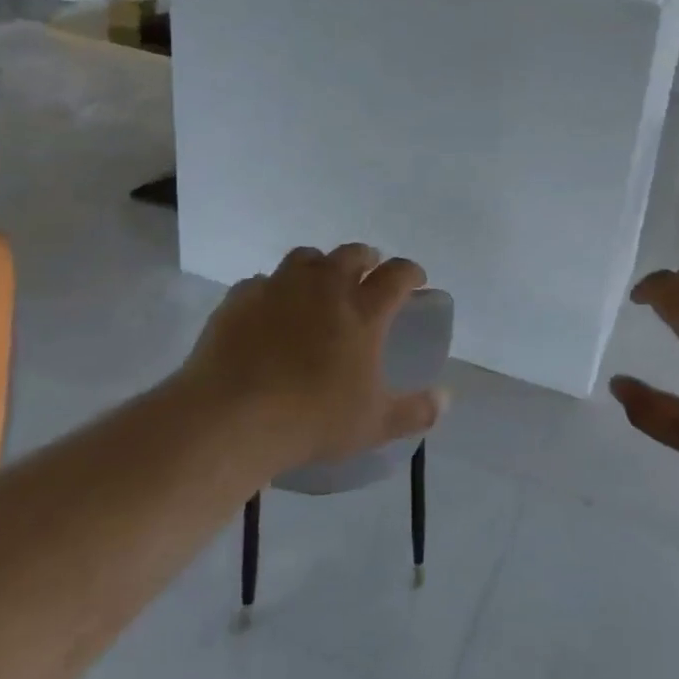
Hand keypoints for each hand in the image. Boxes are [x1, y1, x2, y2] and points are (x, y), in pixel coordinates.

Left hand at [184, 244, 446, 471]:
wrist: (231, 418)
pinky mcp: (241, 298)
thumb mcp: (374, 424)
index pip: (397, 274)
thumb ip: (415, 411)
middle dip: (366, 258)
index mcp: (363, 310)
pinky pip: (262, 282)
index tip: (415, 280)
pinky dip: (273, 290)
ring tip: (318, 284)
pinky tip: (270, 309)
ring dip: (319, 266)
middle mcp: (325, 287)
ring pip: (306, 257)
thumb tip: (447, 400)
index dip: (410, 272)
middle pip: (352, 254)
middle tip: (368, 273)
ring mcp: (280, 287)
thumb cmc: (312, 419)